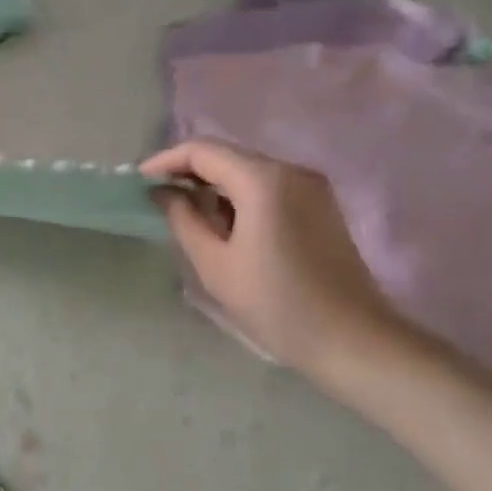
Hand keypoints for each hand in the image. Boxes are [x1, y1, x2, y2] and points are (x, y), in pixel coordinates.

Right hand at [142, 139, 395, 372]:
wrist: (352, 340)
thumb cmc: (276, 304)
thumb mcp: (215, 264)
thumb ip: (183, 219)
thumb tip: (163, 192)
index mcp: (263, 180)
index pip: (203, 151)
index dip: (166, 161)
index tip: (139, 182)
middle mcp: (290, 170)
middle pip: (227, 156)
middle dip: (188, 172)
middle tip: (156, 197)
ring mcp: (311, 186)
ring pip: (248, 171)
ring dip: (213, 185)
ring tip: (184, 213)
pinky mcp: (320, 205)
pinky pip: (268, 187)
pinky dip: (238, 196)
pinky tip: (222, 223)